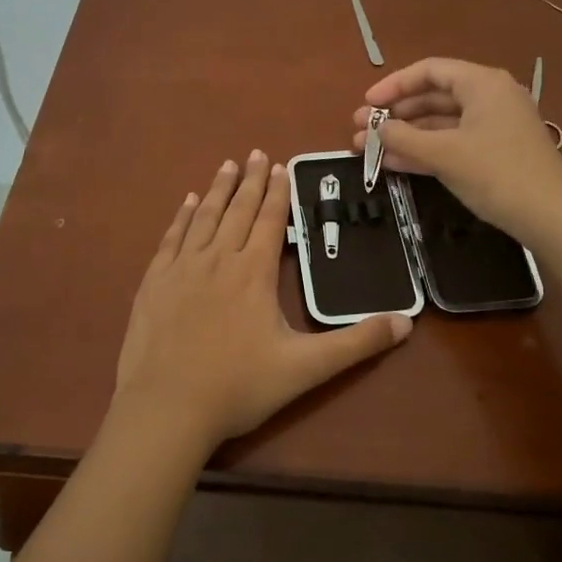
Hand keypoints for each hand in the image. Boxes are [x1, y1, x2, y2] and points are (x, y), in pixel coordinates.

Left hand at [114, 151, 412, 448]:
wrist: (166, 408)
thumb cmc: (238, 387)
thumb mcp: (306, 368)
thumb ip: (356, 344)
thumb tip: (406, 323)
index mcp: (253, 272)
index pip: (269, 221)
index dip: (277, 193)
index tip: (281, 167)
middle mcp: (218, 258)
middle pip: (238, 210)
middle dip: (250, 180)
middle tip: (256, 153)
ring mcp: (182, 268)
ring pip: (204, 217)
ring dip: (219, 189)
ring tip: (227, 165)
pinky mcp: (154, 282)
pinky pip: (171, 238)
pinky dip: (182, 216)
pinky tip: (188, 202)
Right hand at [352, 57, 561, 243]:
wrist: (552, 217)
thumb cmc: (497, 174)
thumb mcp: (445, 154)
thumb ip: (405, 137)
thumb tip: (377, 128)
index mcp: (482, 84)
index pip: (430, 71)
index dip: (394, 85)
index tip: (367, 104)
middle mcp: (490, 97)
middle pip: (433, 97)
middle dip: (395, 114)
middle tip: (361, 130)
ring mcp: (494, 126)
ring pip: (441, 123)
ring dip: (405, 135)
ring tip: (369, 150)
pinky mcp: (496, 153)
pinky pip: (453, 143)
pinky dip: (425, 150)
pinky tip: (395, 163)